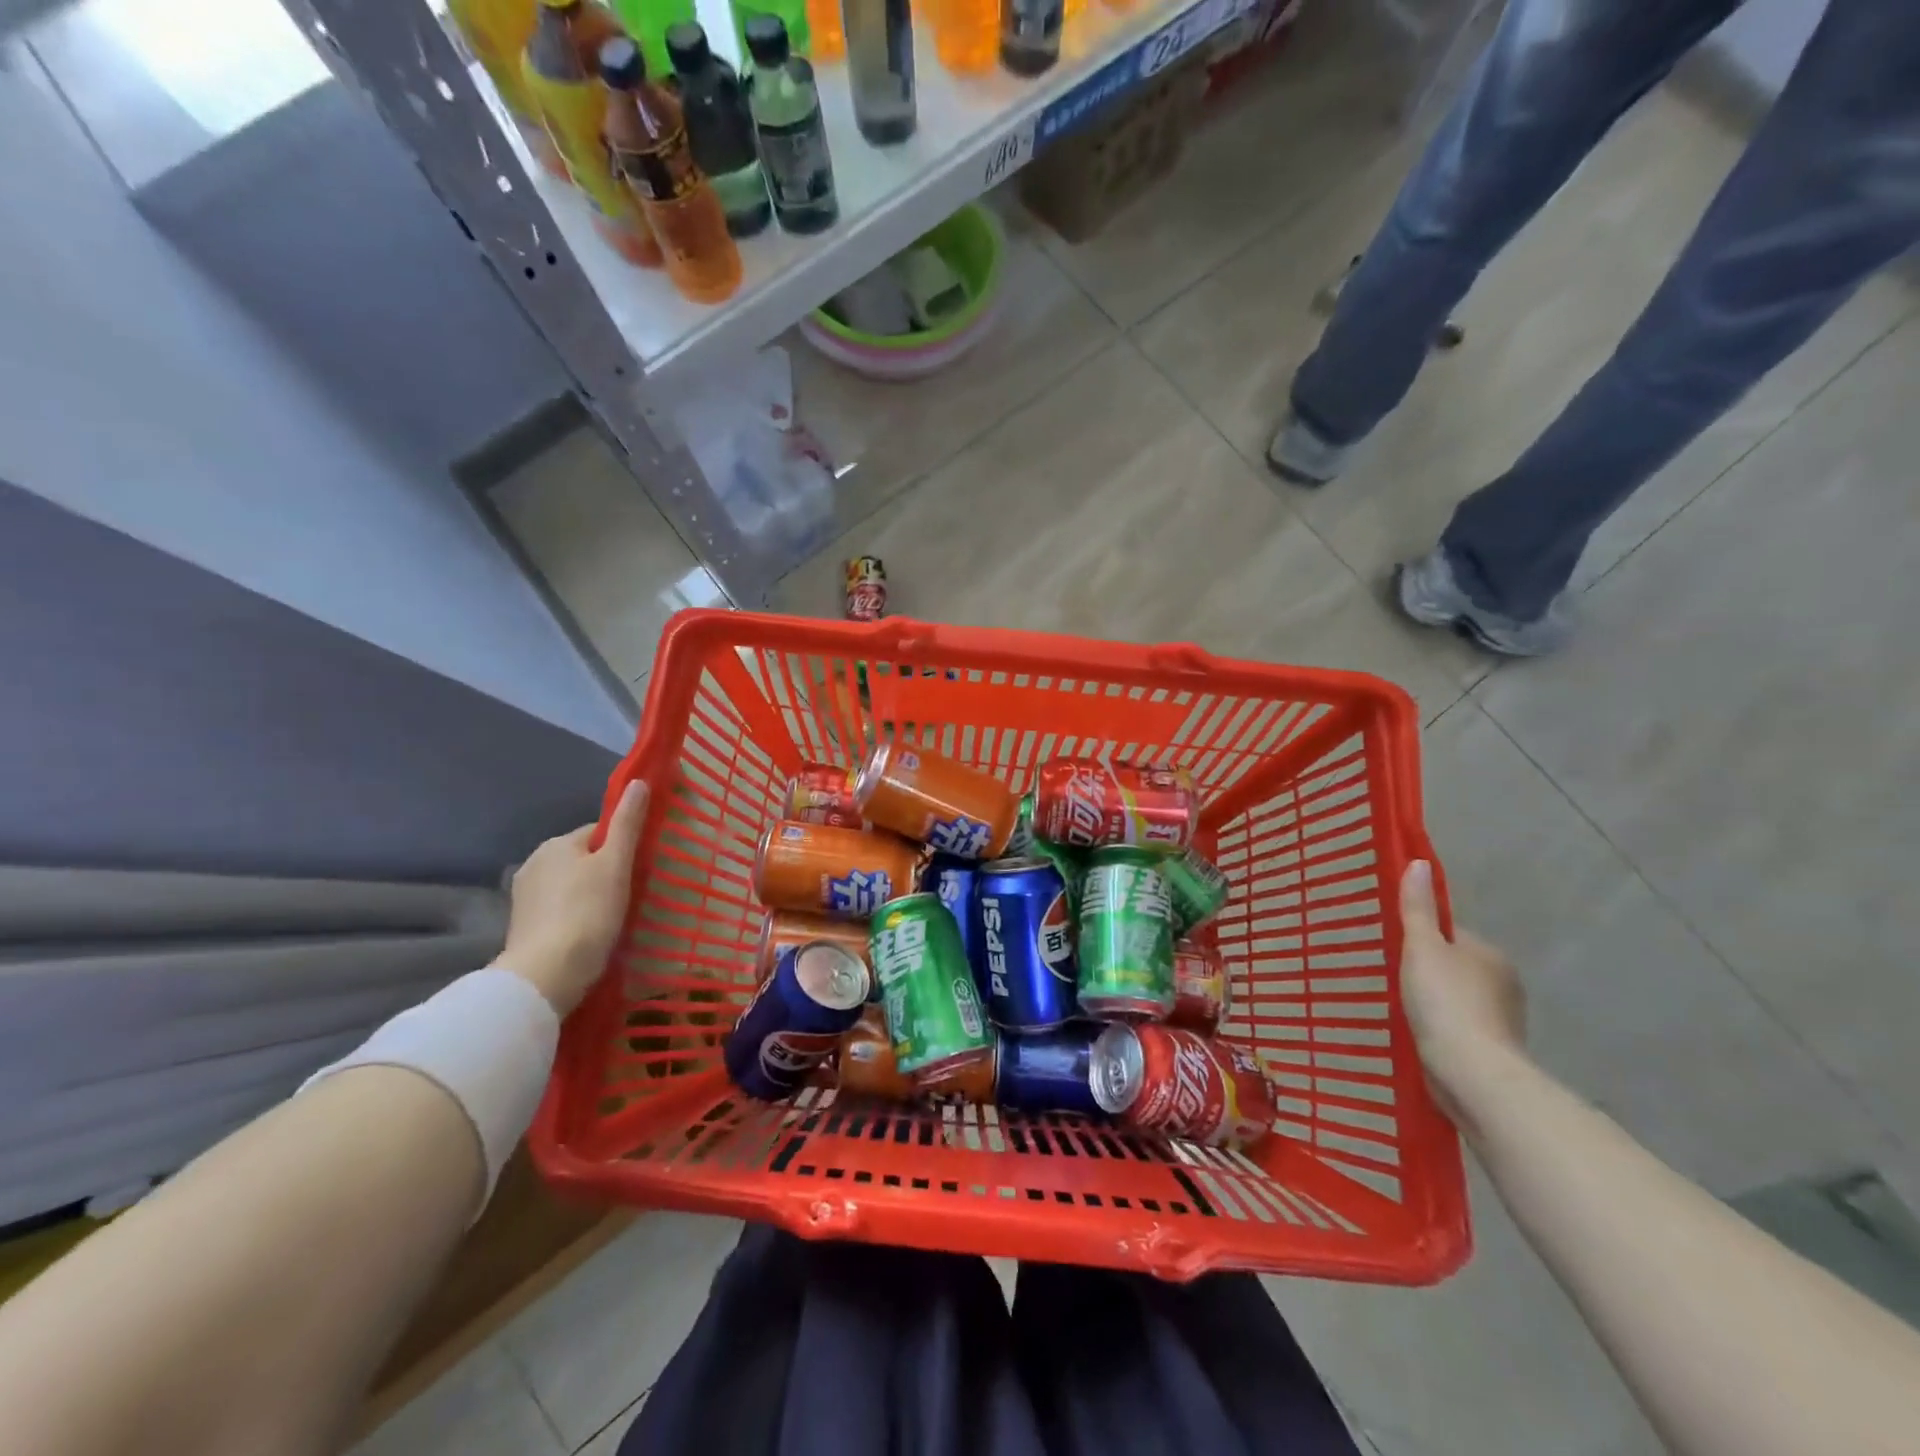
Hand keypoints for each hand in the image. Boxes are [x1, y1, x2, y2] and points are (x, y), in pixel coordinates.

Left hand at [494, 782, 648, 1014]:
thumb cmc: (588, 912)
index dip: (621, 848)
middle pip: (582, 859)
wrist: (546, 975)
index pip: (598, 833)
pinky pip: (558, 910)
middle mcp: (534, 863)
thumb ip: (627, 824)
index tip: (638, 870)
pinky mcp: (522, 927)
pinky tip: (588, 934)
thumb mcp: (616, 864)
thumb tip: (638, 782)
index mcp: (557, 844)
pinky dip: (574, 917)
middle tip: (629, 896)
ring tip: (611, 920)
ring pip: (569, 885)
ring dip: (588, 896)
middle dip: (603, 872)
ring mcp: (524, 897)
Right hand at [1398, 859, 1526, 1124]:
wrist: (1472, 1073)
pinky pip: (1459, 1027)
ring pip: (1458, 998)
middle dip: (1429, 971)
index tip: (1396, 947)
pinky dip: (1441, 1027)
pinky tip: (1417, 1033)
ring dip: (1435, 1002)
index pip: (1452, 934)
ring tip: (1399, 1007)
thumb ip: (1417, 908)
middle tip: (1390, 976)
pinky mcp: (1491, 1050)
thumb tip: (1419, 862)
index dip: (1424, 937)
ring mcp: (1501, 1019)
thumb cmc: (1445, 1001)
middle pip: (1456, 966)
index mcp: (1489, 953)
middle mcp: (1503, 983)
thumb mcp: (1422, 947)